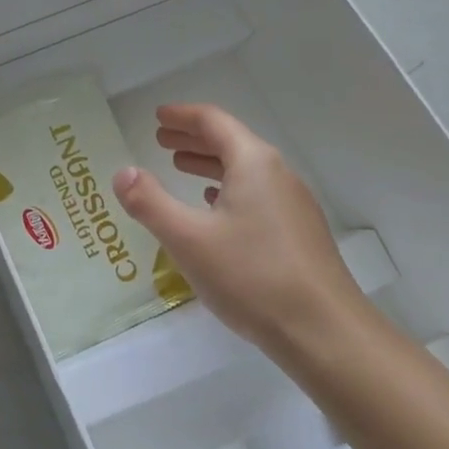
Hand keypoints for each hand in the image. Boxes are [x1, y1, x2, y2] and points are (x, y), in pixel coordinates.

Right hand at [112, 104, 371, 359]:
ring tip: (180, 168)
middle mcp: (277, 174)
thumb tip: (123, 172)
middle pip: (231, 142)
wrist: (325, 332)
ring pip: (245, 170)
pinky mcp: (299, 233)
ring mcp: (293, 204)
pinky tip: (216, 208)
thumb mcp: (188, 238)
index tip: (157, 116)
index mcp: (253, 163)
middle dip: (194, 138)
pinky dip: (229, 189)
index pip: (213, 121)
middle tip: (161, 140)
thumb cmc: (252, 276)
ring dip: (210, 164)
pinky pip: (257, 194)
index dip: (182, 116)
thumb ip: (150, 202)